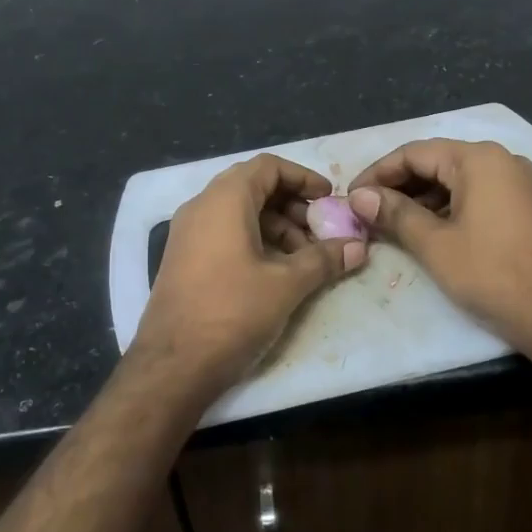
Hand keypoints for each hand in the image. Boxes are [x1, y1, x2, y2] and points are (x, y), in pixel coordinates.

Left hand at [129, 153, 367, 401]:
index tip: (329, 199)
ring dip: (276, 227)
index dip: (303, 178)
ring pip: (240, 213)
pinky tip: (277, 272)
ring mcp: (188, 233)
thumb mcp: (286, 284)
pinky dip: (254, 241)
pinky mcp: (184, 259)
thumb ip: (323, 259)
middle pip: (254, 187)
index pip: (268, 166)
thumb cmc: (232, 312)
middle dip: (293, 206)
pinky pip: (224, 233)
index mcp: (224, 199)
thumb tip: (358, 247)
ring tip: (305, 258)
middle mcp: (201, 207)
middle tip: (322, 232)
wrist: (173, 365)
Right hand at [349, 138, 531, 352]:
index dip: (377, 174)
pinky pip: (476, 194)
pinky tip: (426, 229)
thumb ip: (394, 214)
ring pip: (456, 180)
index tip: (351, 197)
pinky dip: (447, 207)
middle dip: (398, 186)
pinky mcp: (526, 206)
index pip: (414, 153)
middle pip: (436, 162)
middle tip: (366, 211)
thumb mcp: (435, 245)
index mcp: (479, 159)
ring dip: (421, 198)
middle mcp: (501, 160)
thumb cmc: (492, 275)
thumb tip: (358, 197)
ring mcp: (518, 182)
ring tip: (389, 223)